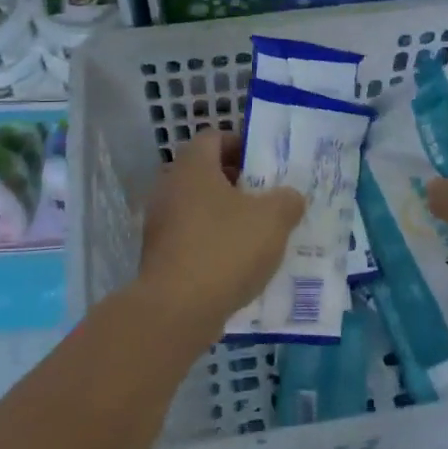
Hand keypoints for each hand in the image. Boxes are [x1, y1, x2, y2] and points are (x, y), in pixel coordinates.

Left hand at [138, 130, 304, 331]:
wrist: (176, 310)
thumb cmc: (225, 250)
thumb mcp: (273, 219)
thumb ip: (287, 200)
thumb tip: (289, 197)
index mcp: (193, 167)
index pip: (214, 138)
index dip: (242, 145)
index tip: (266, 164)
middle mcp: (169, 187)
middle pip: (206, 173)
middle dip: (238, 183)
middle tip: (268, 198)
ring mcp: (159, 223)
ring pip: (198, 207)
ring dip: (226, 215)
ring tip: (258, 233)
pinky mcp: (158, 256)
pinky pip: (191, 237)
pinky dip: (212, 243)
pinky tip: (237, 264)